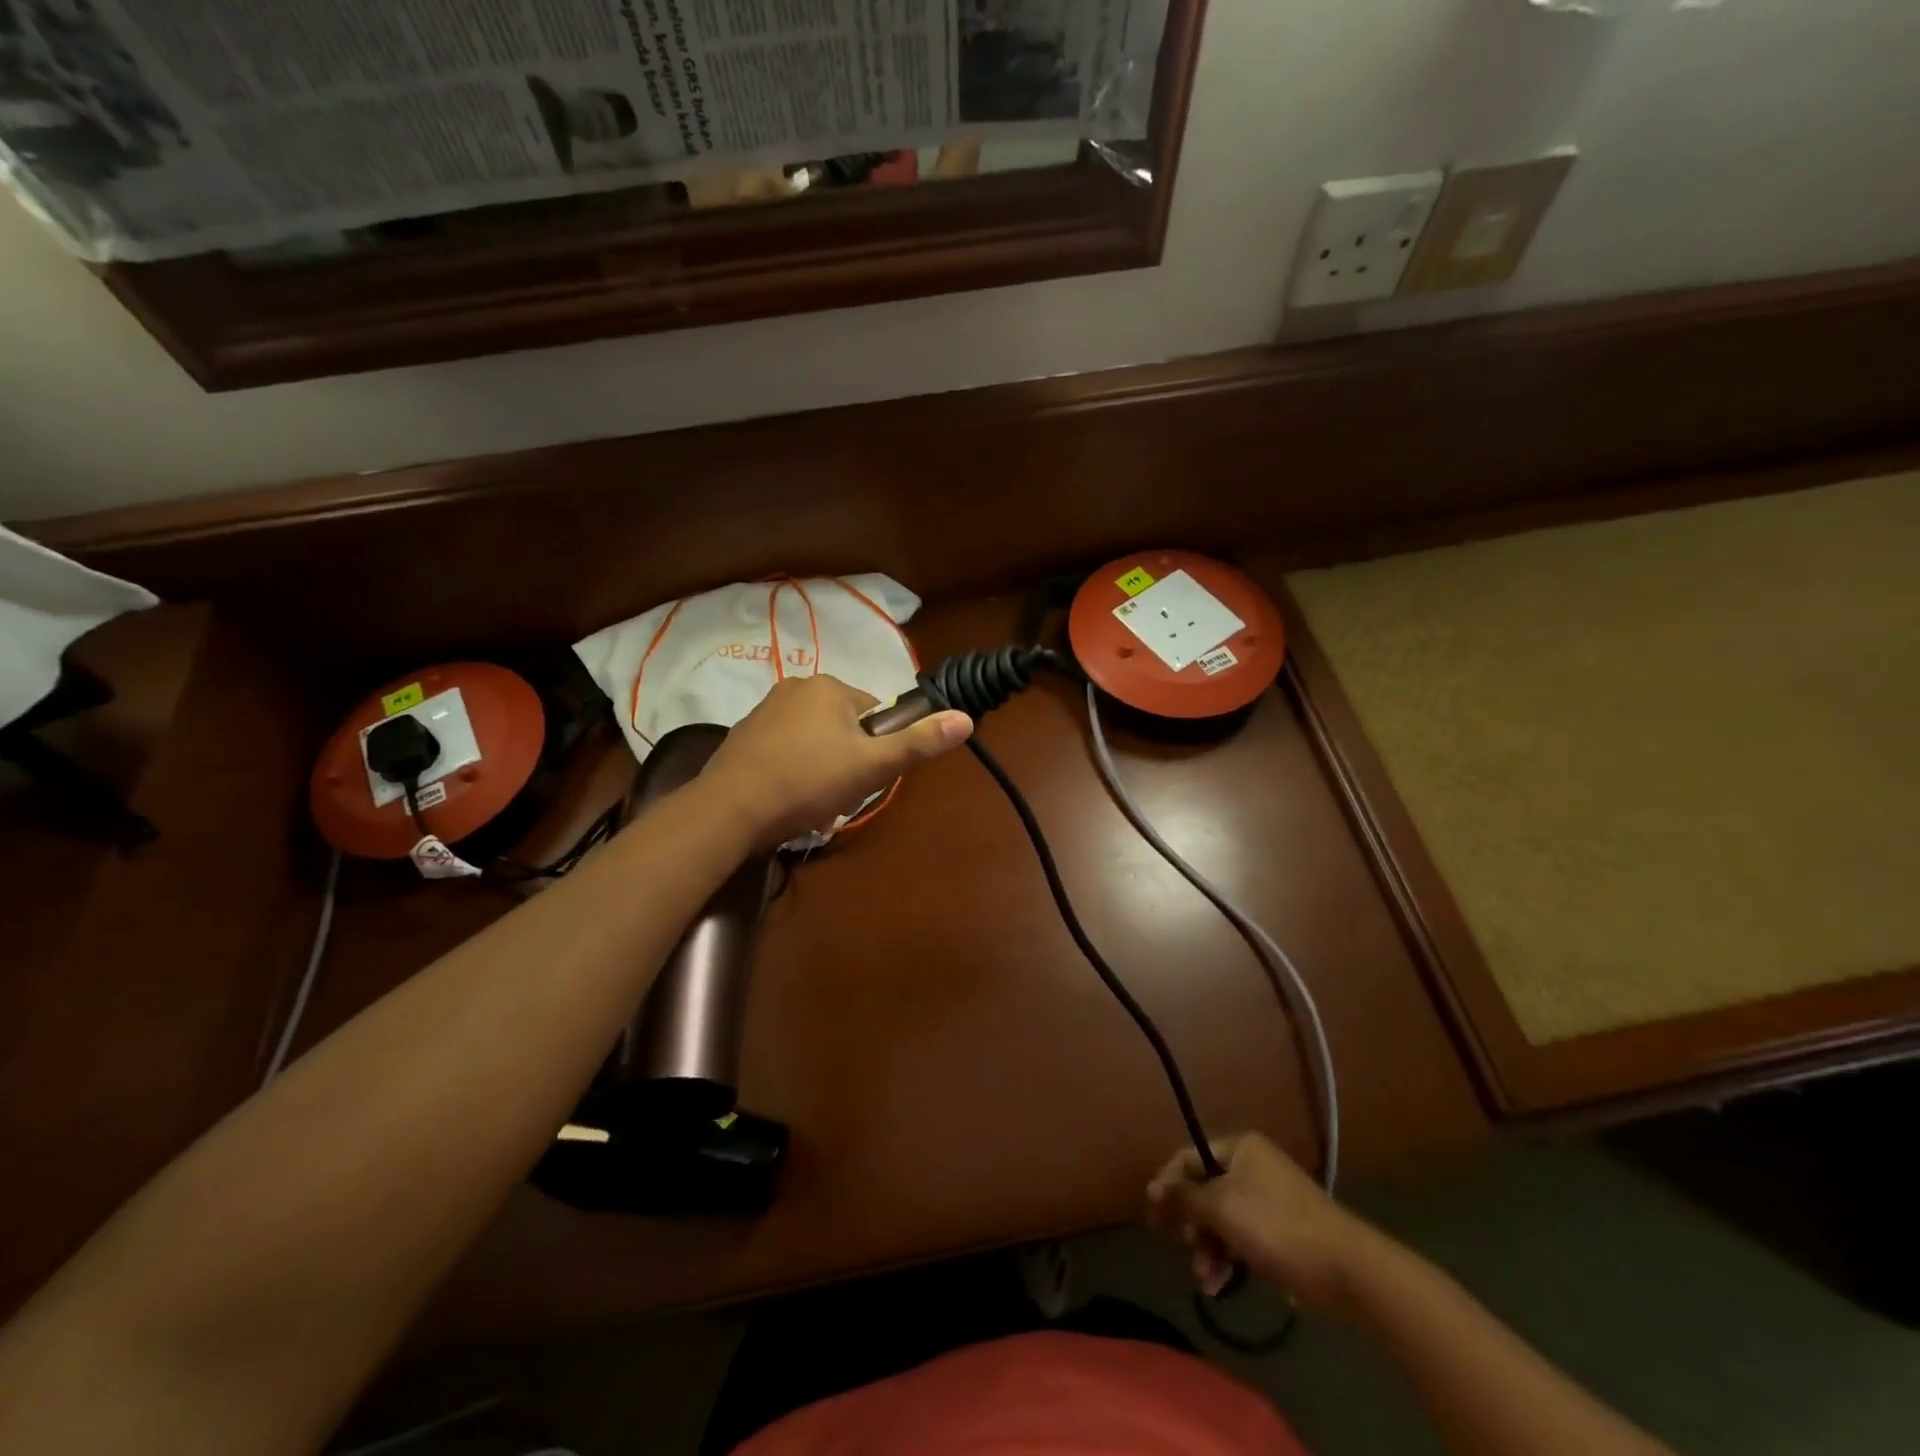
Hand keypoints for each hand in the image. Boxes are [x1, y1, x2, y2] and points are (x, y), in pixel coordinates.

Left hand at [701, 674, 972, 849]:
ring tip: (811, 801)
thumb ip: (918, 743)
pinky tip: (786, 798)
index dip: (878, 748)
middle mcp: (796, 686)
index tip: (865, 777)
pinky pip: (784, 749)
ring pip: (813, 739)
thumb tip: (965, 719)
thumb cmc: (809, 782)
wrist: (731, 808)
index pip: (875, 714)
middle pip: (844, 726)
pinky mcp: (743, 734)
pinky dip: (791, 769)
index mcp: (830, 687)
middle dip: (847, 759)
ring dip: (820, 766)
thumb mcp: (872, 766)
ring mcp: (765, 709)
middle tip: (838, 793)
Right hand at [1146, 1132, 1385, 1311]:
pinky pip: (1242, 1239)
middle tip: (1184, 1248)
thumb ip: (1183, 1197)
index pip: (1188, 1158)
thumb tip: (1154, 1189)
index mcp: (1239, 1148)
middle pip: (1204, 1191)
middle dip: (1191, 1224)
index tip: (1153, 1216)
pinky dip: (1229, 1259)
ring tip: (1205, 1280)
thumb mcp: (1221, 1206)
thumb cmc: (1276, 1225)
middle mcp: (1252, 1167)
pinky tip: (1221, 1286)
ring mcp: (1268, 1200)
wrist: (1347, 1269)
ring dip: (1208, 1248)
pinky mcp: (1280, 1232)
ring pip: (1222, 1220)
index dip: (1168, 1184)